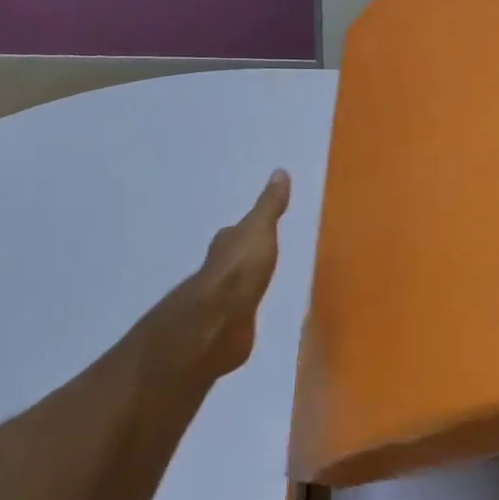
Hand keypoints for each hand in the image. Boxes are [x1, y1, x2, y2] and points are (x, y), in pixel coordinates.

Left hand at [181, 169, 290, 377]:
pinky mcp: (227, 328)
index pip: (236, 232)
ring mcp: (221, 301)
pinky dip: (246, 312)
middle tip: (264, 256)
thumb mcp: (259, 230)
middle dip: (244, 258)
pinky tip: (255, 316)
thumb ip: (269, 206)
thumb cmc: (240, 269)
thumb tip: (280, 171)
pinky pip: (240, 315)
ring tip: (263, 286)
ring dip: (245, 286)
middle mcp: (218, 271)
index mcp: (226, 245)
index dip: (247, 229)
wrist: (218, 320)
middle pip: (233, 260)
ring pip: (235, 288)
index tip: (259, 226)